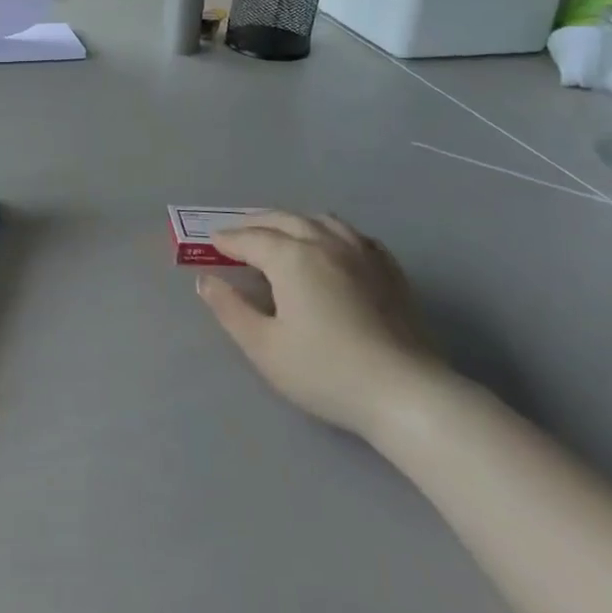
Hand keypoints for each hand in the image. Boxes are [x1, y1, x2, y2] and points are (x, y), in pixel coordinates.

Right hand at [196, 213, 443, 438]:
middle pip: (283, 219)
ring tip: (281, 234)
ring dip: (293, 222)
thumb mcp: (264, 347)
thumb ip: (230, 309)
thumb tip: (206, 281)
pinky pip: (353, 235)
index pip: (251, 239)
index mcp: (292, 257)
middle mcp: (325, 242)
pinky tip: (331, 247)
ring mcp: (362, 252)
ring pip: (320, 220)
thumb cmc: (325, 371)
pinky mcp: (388, 269)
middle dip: (256, 223)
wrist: (404, 393)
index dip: (228, 240)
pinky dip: (330, 232)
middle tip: (237, 235)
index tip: (212, 243)